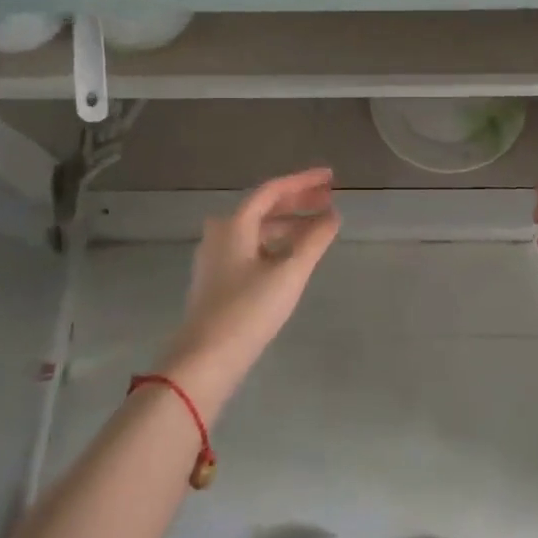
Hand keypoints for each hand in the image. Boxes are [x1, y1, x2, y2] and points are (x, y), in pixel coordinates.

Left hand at [161, 169, 340, 409]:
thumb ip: (314, 240)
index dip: (303, 182)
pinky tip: (294, 255)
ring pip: (258, 230)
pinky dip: (275, 244)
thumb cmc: (248, 310)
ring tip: (319, 228)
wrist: (205, 360)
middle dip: (298, 202)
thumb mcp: (289, 273)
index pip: (273, 190)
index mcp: (234, 224)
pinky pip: (251, 248)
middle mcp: (221, 233)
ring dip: (288, 225)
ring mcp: (216, 257)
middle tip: (329, 198)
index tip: (330, 177)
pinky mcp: (217, 279)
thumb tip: (332, 215)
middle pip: (264, 208)